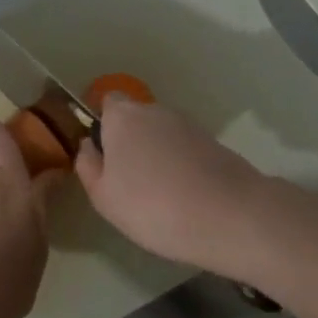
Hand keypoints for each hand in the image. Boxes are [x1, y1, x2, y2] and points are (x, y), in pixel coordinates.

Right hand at [75, 96, 264, 269]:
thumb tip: (89, 146)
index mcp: (123, 117)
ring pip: (162, 135)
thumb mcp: (103, 196)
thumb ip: (88, 166)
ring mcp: (189, 124)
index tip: (105, 157)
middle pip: (135, 120)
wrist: (228, 215)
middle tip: (129, 184)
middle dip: (131, 143)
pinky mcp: (214, 142)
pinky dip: (181, 166)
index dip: (104, 126)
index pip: (107, 102)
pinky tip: (185, 197)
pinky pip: (185, 150)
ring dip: (157, 155)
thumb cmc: (152, 205)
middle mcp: (155, 111)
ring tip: (159, 196)